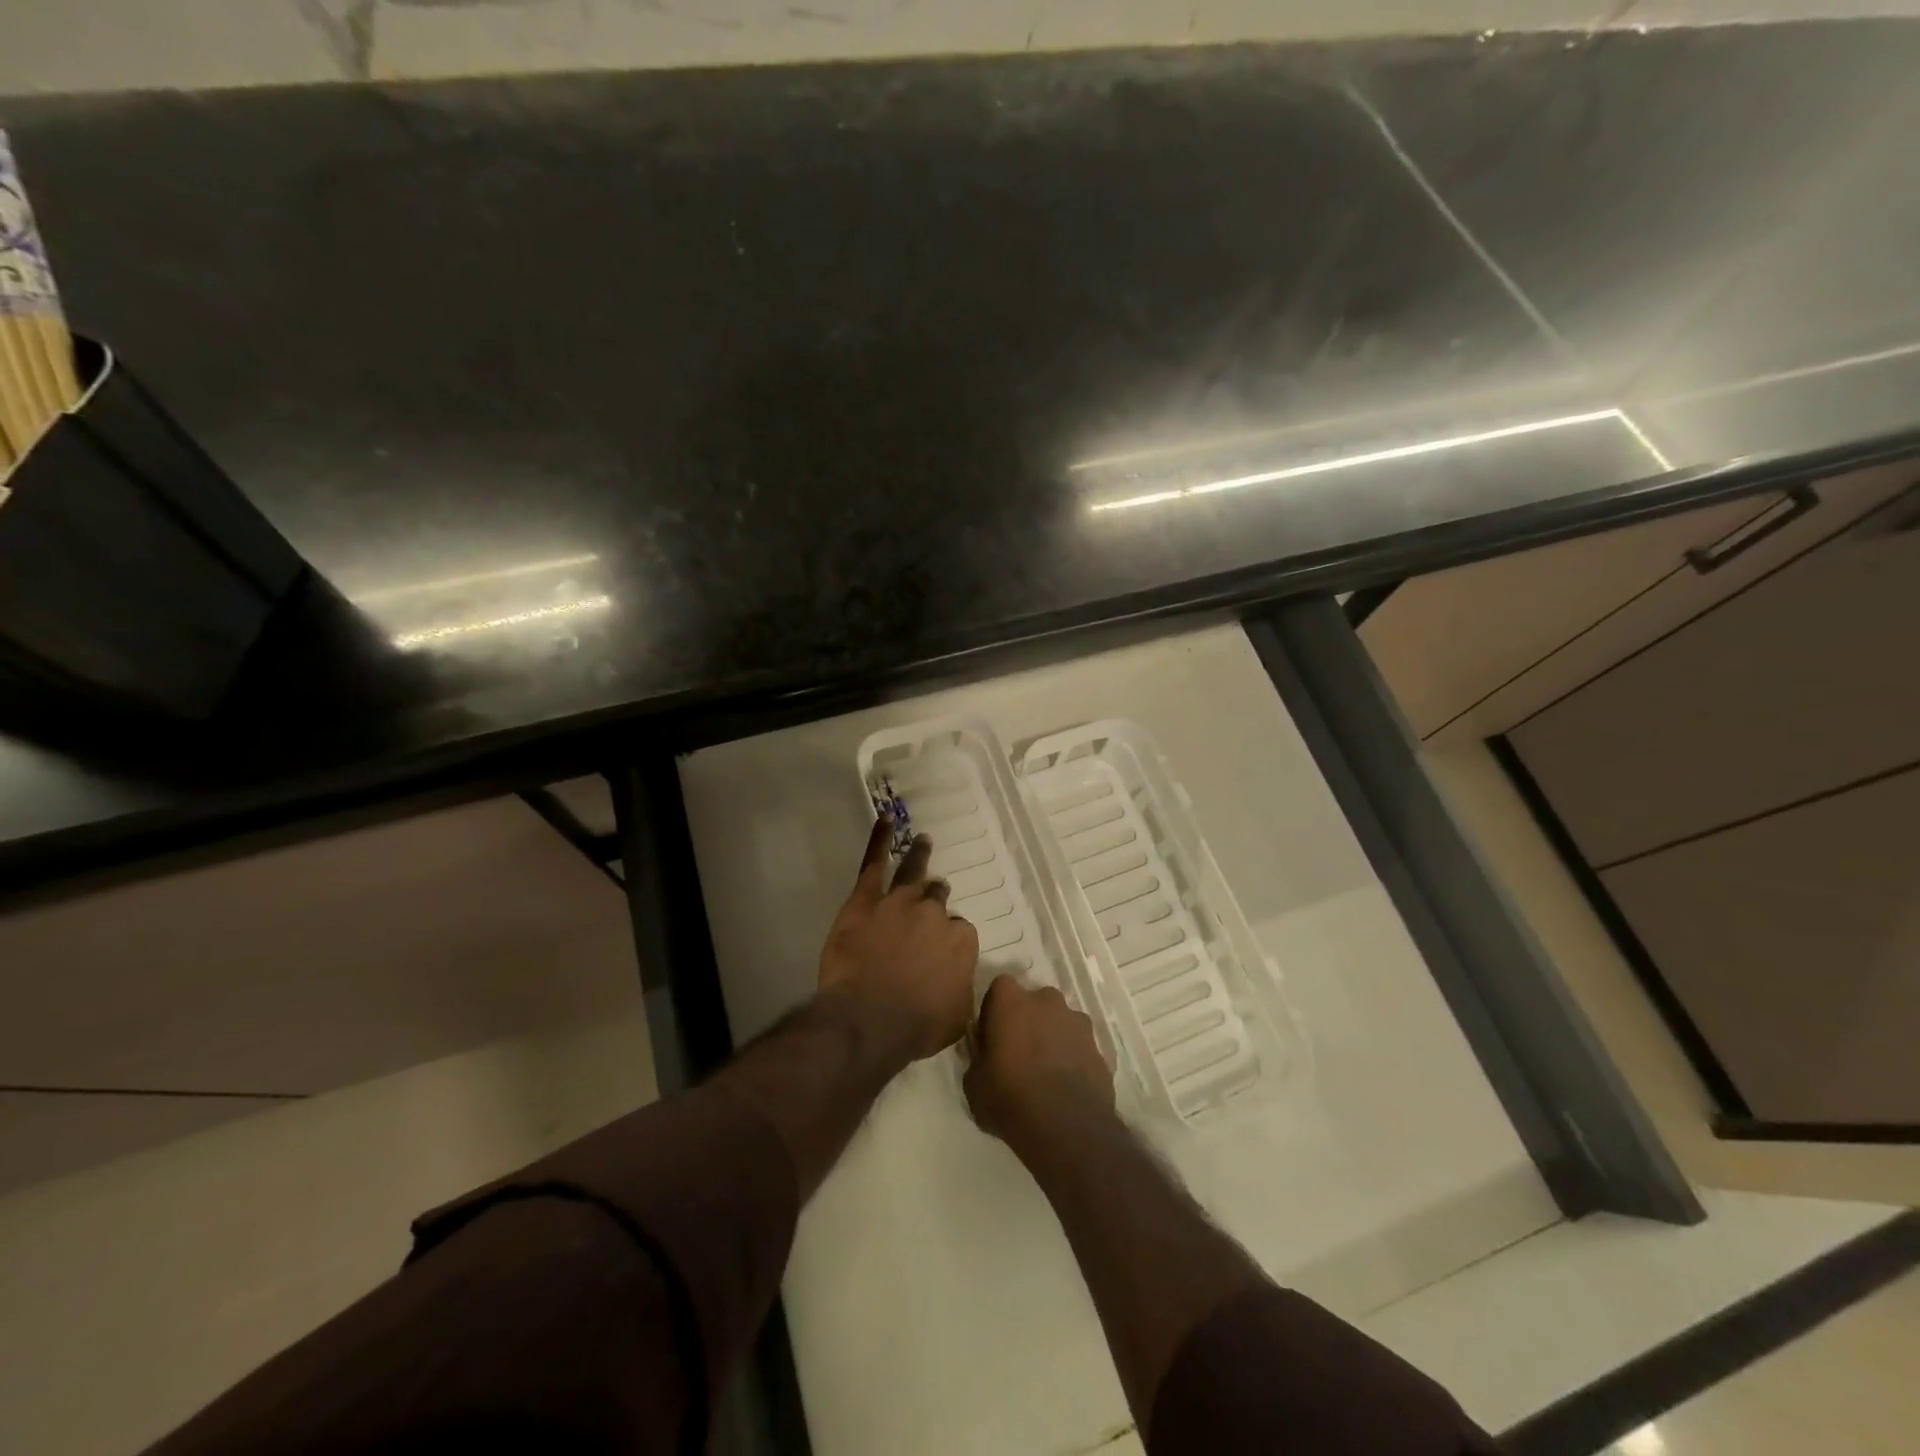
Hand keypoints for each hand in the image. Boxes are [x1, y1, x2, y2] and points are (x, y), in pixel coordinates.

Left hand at [818, 817, 978, 1065]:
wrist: (870, 1017)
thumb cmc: (916, 1026)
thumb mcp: (956, 1017)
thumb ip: (959, 990)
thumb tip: (956, 982)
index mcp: (960, 942)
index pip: (959, 932)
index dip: (948, 941)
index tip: (939, 951)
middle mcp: (934, 914)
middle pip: (937, 899)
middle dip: (936, 898)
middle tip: (933, 897)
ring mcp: (900, 902)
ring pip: (914, 873)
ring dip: (920, 857)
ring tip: (924, 841)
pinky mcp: (866, 899)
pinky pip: (874, 863)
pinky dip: (880, 840)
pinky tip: (885, 821)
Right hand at [964, 975, 1114, 1152]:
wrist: (1067, 1127)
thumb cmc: (1010, 1099)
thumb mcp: (974, 1084)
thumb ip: (978, 1058)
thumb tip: (985, 1056)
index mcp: (1011, 1001)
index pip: (999, 988)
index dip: (995, 1010)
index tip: (992, 1035)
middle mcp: (1046, 1000)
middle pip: (1033, 1001)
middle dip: (1027, 1020)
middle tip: (1019, 1053)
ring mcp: (1077, 1021)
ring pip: (1059, 1021)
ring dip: (1052, 1037)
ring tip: (1046, 1072)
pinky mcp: (1098, 1046)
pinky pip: (1078, 1045)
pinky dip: (1072, 1057)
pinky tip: (1066, 1086)